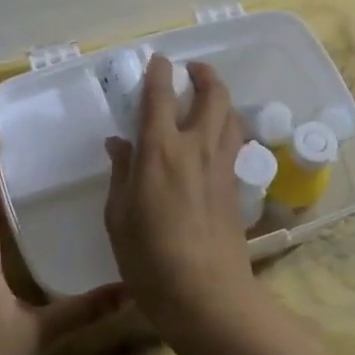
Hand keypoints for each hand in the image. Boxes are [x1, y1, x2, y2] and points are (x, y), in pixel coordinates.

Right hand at [103, 56, 261, 343]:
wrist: (205, 294)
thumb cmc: (149, 259)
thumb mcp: (118, 217)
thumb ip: (120, 173)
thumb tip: (119, 142)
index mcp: (160, 150)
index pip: (161, 96)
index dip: (159, 73)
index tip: (158, 60)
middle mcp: (196, 148)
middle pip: (212, 95)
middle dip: (204, 75)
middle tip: (192, 70)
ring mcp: (222, 166)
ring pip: (231, 116)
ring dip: (221, 98)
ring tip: (207, 98)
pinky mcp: (236, 187)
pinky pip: (235, 143)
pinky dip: (228, 128)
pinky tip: (216, 138)